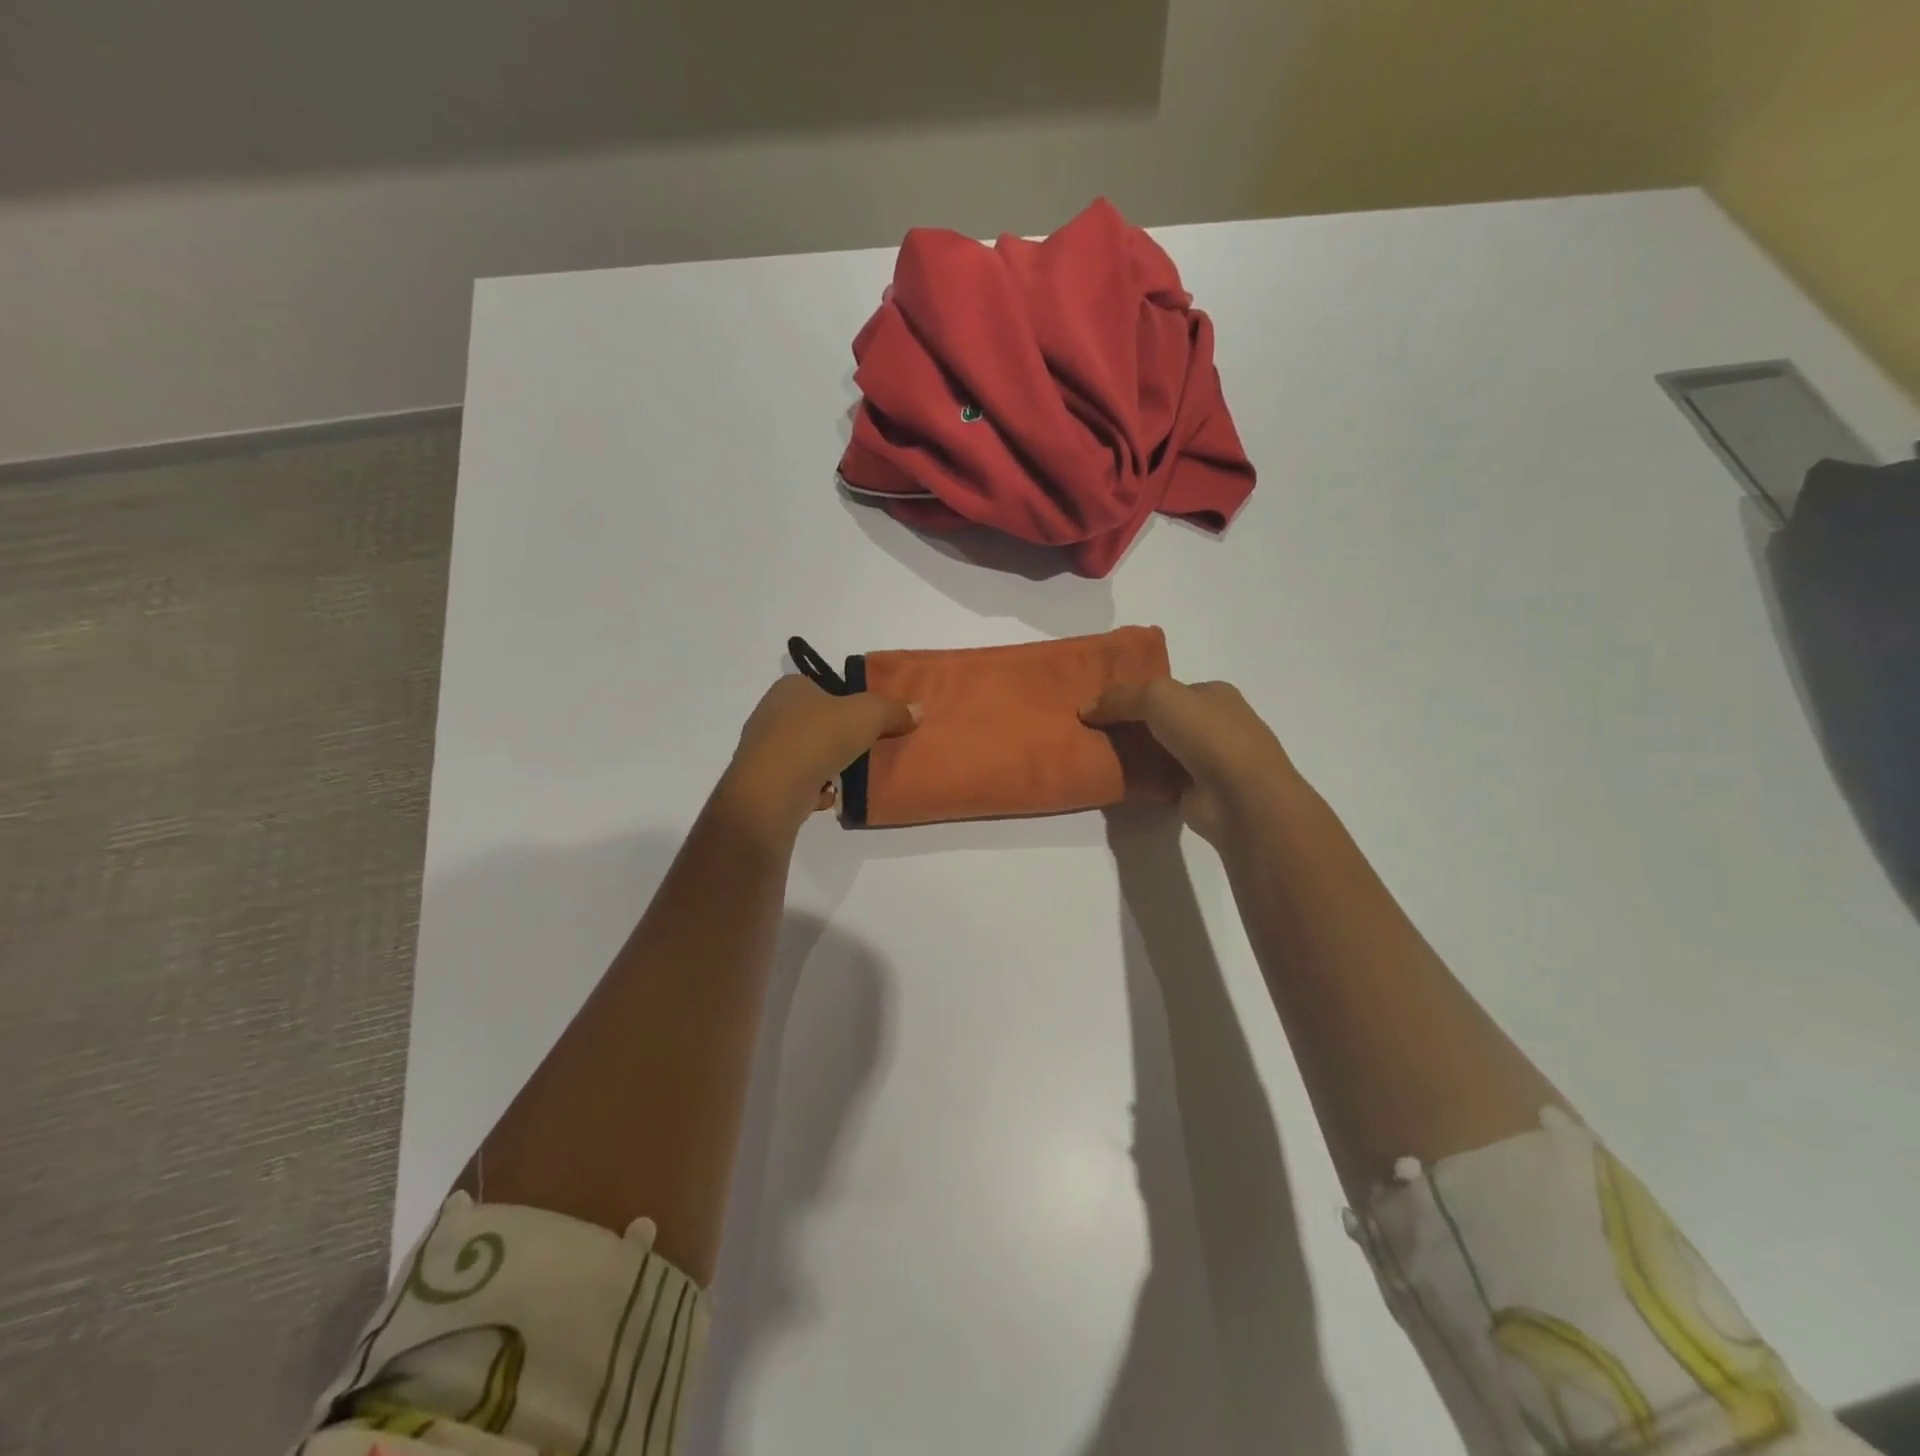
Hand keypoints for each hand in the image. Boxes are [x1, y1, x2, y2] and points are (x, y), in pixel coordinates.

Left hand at [716, 675, 918, 840]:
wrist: (770, 792)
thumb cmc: (817, 739)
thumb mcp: (867, 715)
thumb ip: (892, 710)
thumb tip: (917, 709)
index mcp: (789, 687)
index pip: (821, 686)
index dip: (845, 700)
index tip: (866, 719)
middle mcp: (770, 713)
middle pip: (815, 720)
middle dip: (838, 735)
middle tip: (864, 747)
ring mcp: (763, 749)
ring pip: (805, 752)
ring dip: (827, 764)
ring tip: (850, 775)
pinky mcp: (761, 782)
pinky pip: (796, 780)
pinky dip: (813, 788)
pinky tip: (829, 796)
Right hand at [1083, 679, 1297, 844]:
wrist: (1241, 796)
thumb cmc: (1207, 734)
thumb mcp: (1157, 698)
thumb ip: (1120, 698)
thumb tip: (1086, 708)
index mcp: (1214, 694)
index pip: (1168, 689)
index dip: (1135, 694)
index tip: (1102, 705)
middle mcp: (1216, 724)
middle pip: (1163, 720)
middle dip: (1132, 724)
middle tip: (1094, 731)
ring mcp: (1210, 760)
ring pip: (1162, 750)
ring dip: (1135, 754)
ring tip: (1098, 756)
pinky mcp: (1200, 792)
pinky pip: (1162, 779)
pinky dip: (1142, 780)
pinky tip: (1118, 781)